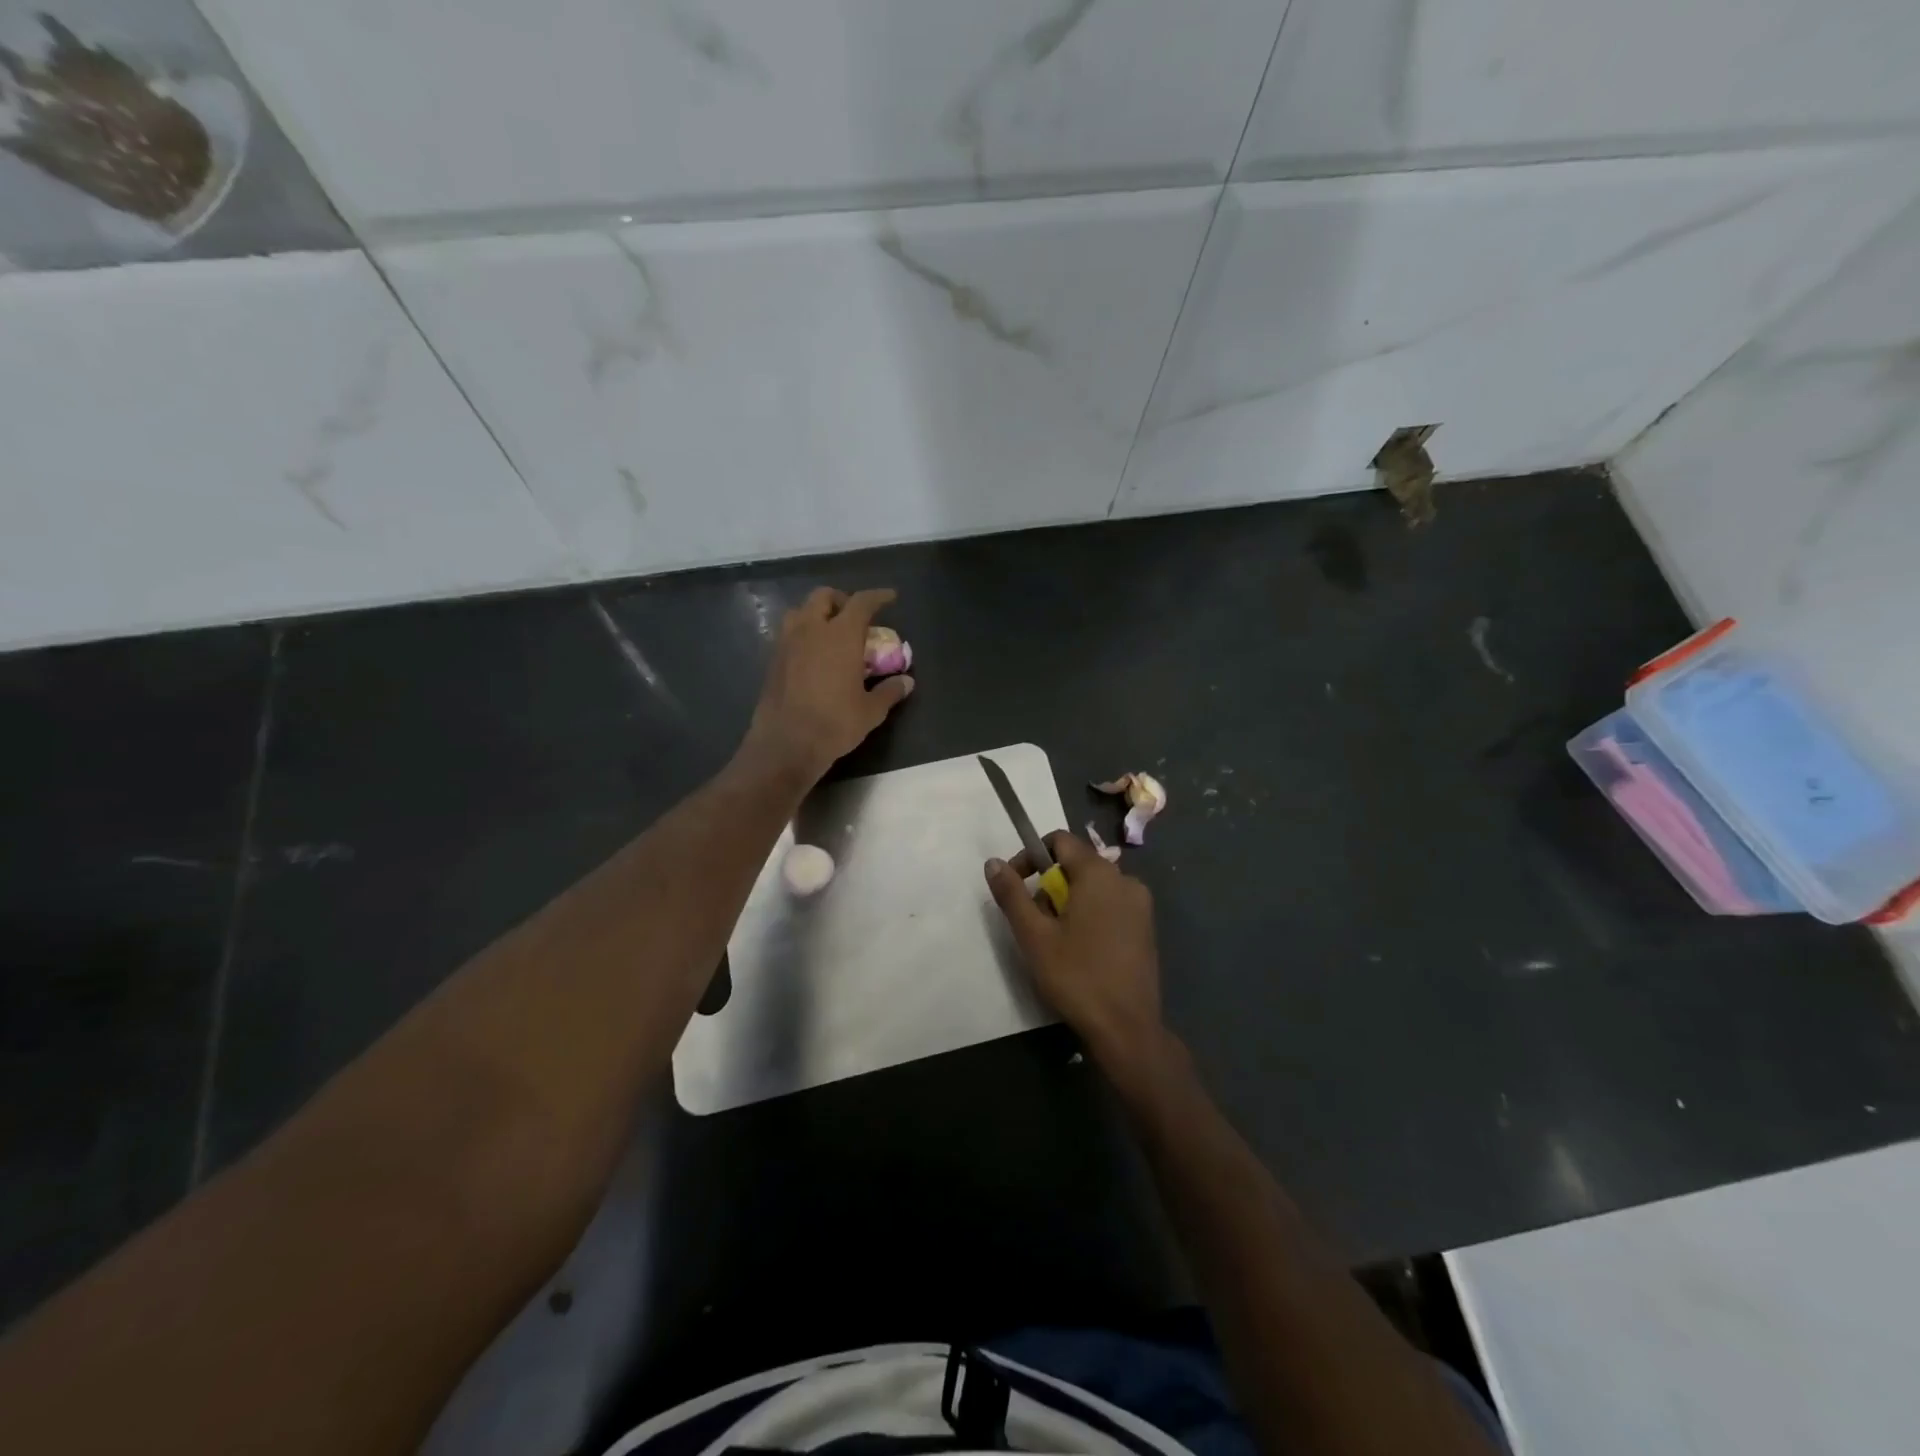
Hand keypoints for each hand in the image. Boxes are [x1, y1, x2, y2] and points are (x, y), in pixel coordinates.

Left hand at [743, 587, 913, 781]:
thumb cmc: (834, 724)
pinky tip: (812, 655)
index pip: (861, 602)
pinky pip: (788, 633)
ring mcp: (787, 643)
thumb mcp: (870, 711)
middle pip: (824, 596)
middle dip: (842, 600)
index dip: (878, 596)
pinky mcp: (773, 660)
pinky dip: (802, 633)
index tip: (890, 597)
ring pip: (800, 611)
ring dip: (816, 613)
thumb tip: (907, 682)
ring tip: (830, 632)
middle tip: (855, 617)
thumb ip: (889, 691)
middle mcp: (811, 630)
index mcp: (841, 635)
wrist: (786, 744)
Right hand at [986, 831, 1171, 1077]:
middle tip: (1035, 924)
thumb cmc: (1076, 976)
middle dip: (1049, 886)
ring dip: (1068, 902)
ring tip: (1055, 941)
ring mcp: (1140, 904)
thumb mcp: (1034, 936)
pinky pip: (1111, 905)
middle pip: (1076, 864)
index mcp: (1098, 873)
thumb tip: (993, 862)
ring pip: (1093, 887)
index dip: (1031, 857)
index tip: (1016, 886)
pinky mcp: (1146, 928)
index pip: (1059, 841)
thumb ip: (1012, 894)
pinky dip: (1090, 915)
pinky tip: (1080, 950)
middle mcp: (1125, 879)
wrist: (1127, 1028)